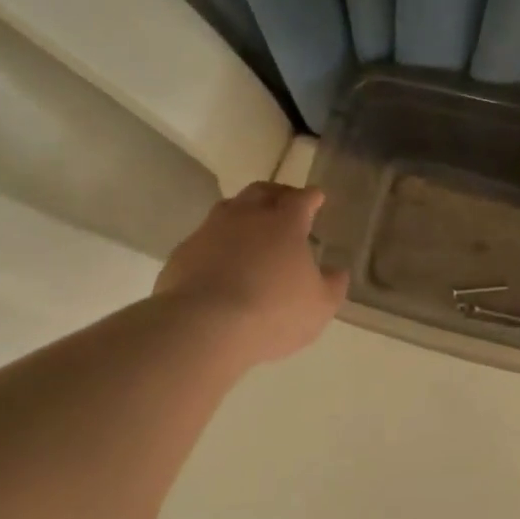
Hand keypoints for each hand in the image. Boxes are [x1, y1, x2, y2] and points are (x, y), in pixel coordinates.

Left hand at [153, 183, 348, 367]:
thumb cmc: (273, 312)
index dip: (312, 197)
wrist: (204, 327)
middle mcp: (246, 216)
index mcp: (284, 223)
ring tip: (251, 228)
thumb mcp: (319, 306)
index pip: (302, 199)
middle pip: (262, 191)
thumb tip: (336, 271)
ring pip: (229, 209)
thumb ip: (332, 285)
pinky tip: (221, 260)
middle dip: (277, 193)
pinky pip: (205, 238)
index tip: (317, 197)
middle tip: (285, 202)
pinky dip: (218, 242)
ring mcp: (210, 231)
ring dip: (244, 213)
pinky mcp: (184, 252)